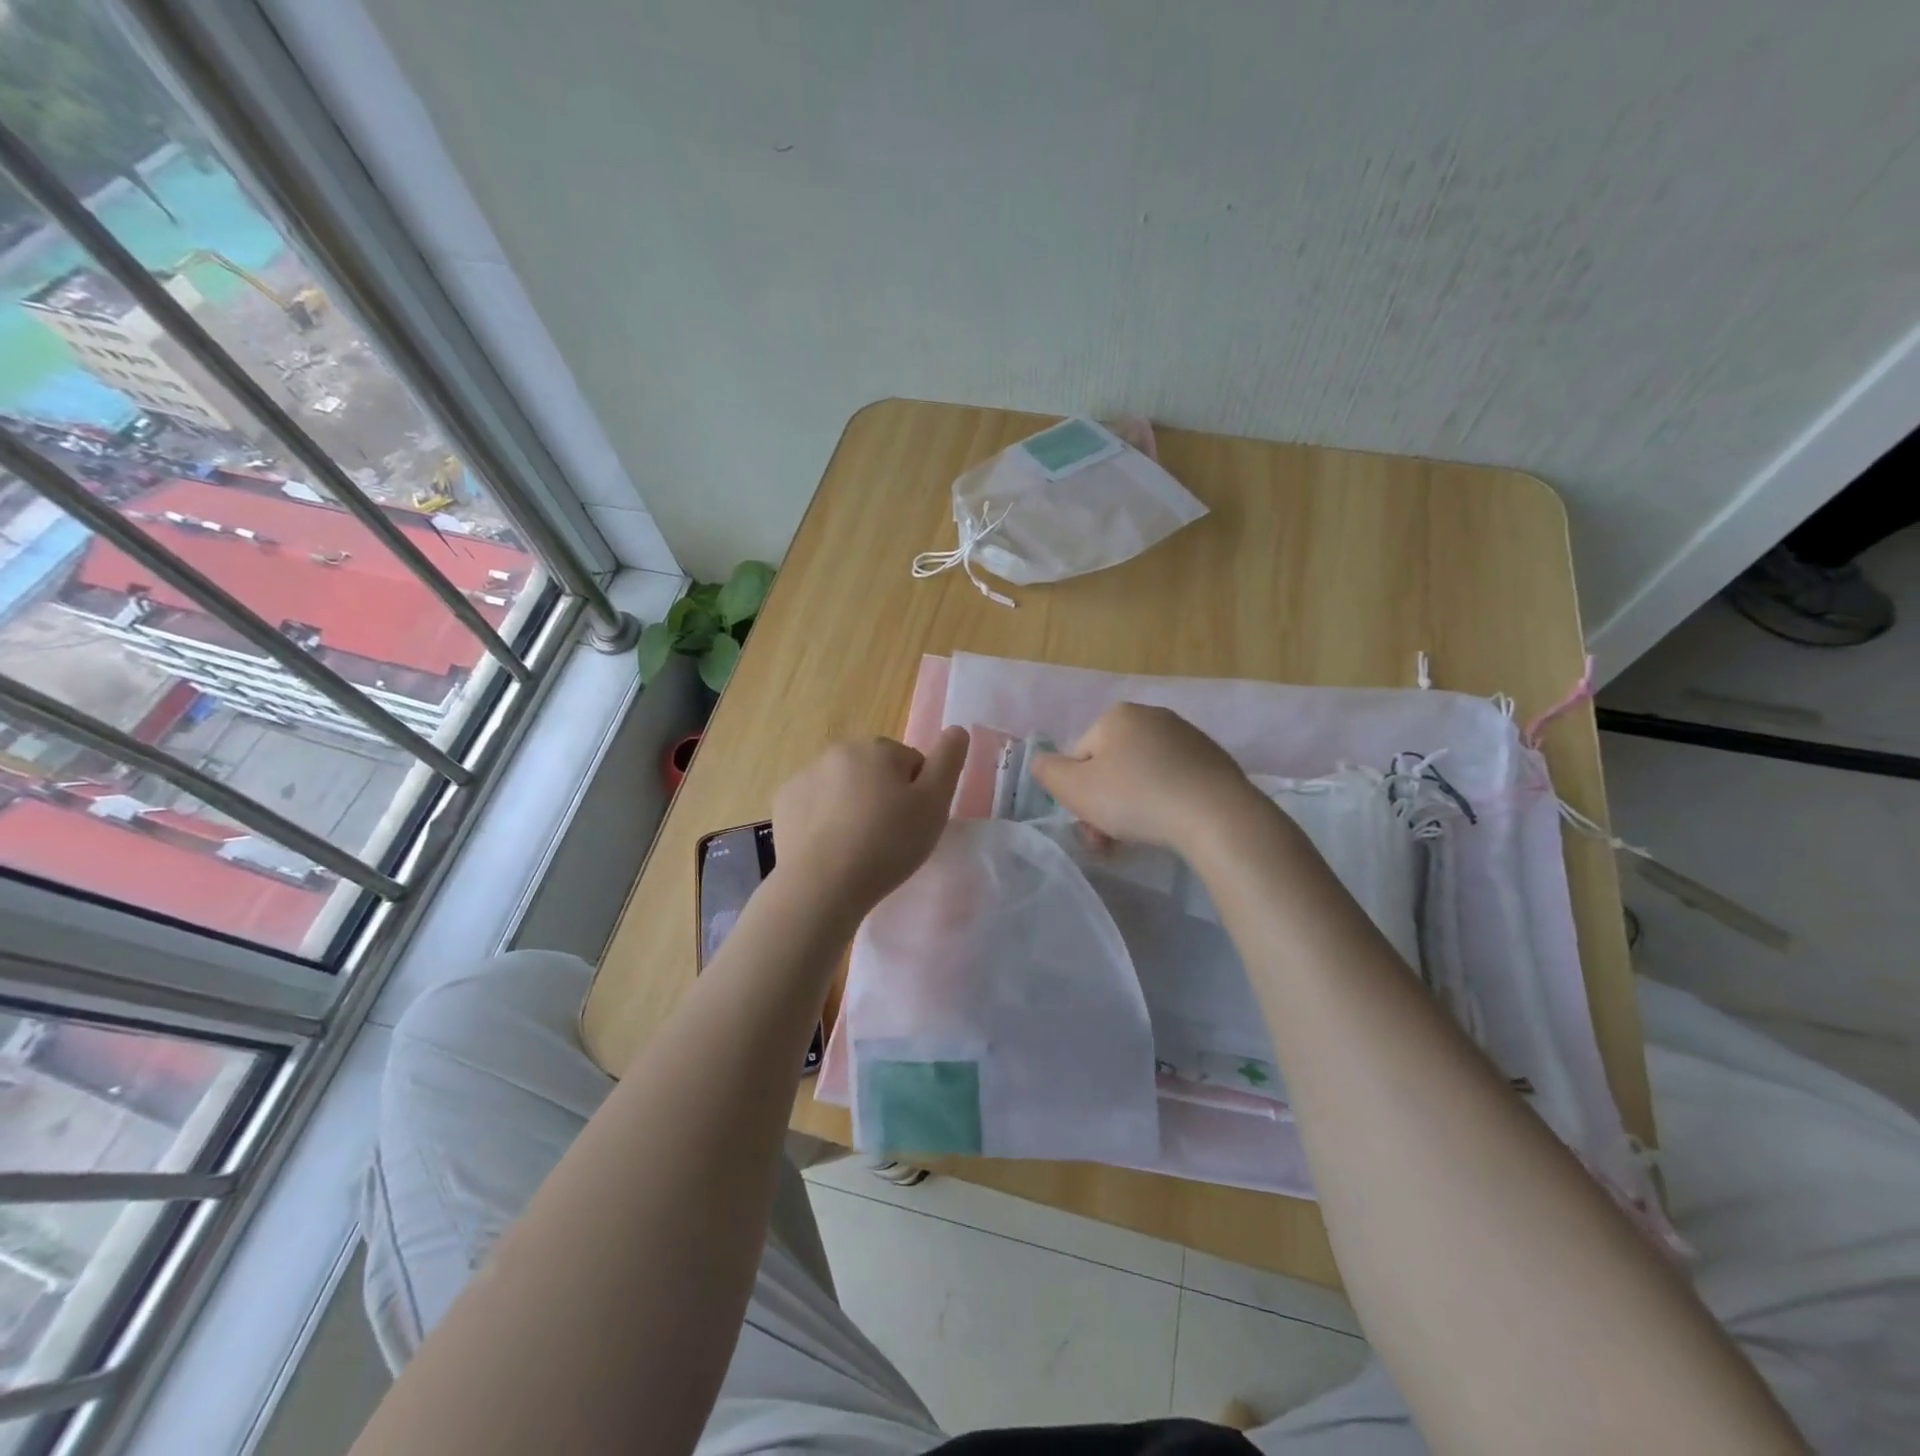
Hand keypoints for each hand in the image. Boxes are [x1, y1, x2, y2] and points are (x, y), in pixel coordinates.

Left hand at [771, 727, 969, 917]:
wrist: (822, 884)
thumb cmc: (887, 843)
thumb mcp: (934, 804)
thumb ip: (949, 761)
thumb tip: (957, 728)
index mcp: (877, 747)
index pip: (911, 763)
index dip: (919, 795)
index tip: (913, 825)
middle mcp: (838, 751)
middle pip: (876, 772)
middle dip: (884, 796)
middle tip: (889, 838)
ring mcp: (805, 775)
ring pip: (844, 788)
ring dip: (854, 807)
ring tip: (859, 848)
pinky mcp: (784, 803)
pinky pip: (816, 806)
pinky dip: (824, 820)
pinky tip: (831, 849)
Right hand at [1032, 703, 1260, 850]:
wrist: (1215, 815)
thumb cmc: (1136, 798)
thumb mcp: (1074, 788)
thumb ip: (1047, 771)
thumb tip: (1041, 762)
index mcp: (1117, 715)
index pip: (1080, 757)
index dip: (1078, 793)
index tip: (1090, 824)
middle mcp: (1152, 716)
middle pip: (1112, 766)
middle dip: (1106, 803)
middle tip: (1110, 840)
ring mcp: (1188, 737)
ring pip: (1143, 776)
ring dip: (1133, 806)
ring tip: (1140, 838)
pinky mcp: (1214, 760)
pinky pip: (1174, 781)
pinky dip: (1166, 802)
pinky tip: (1172, 825)